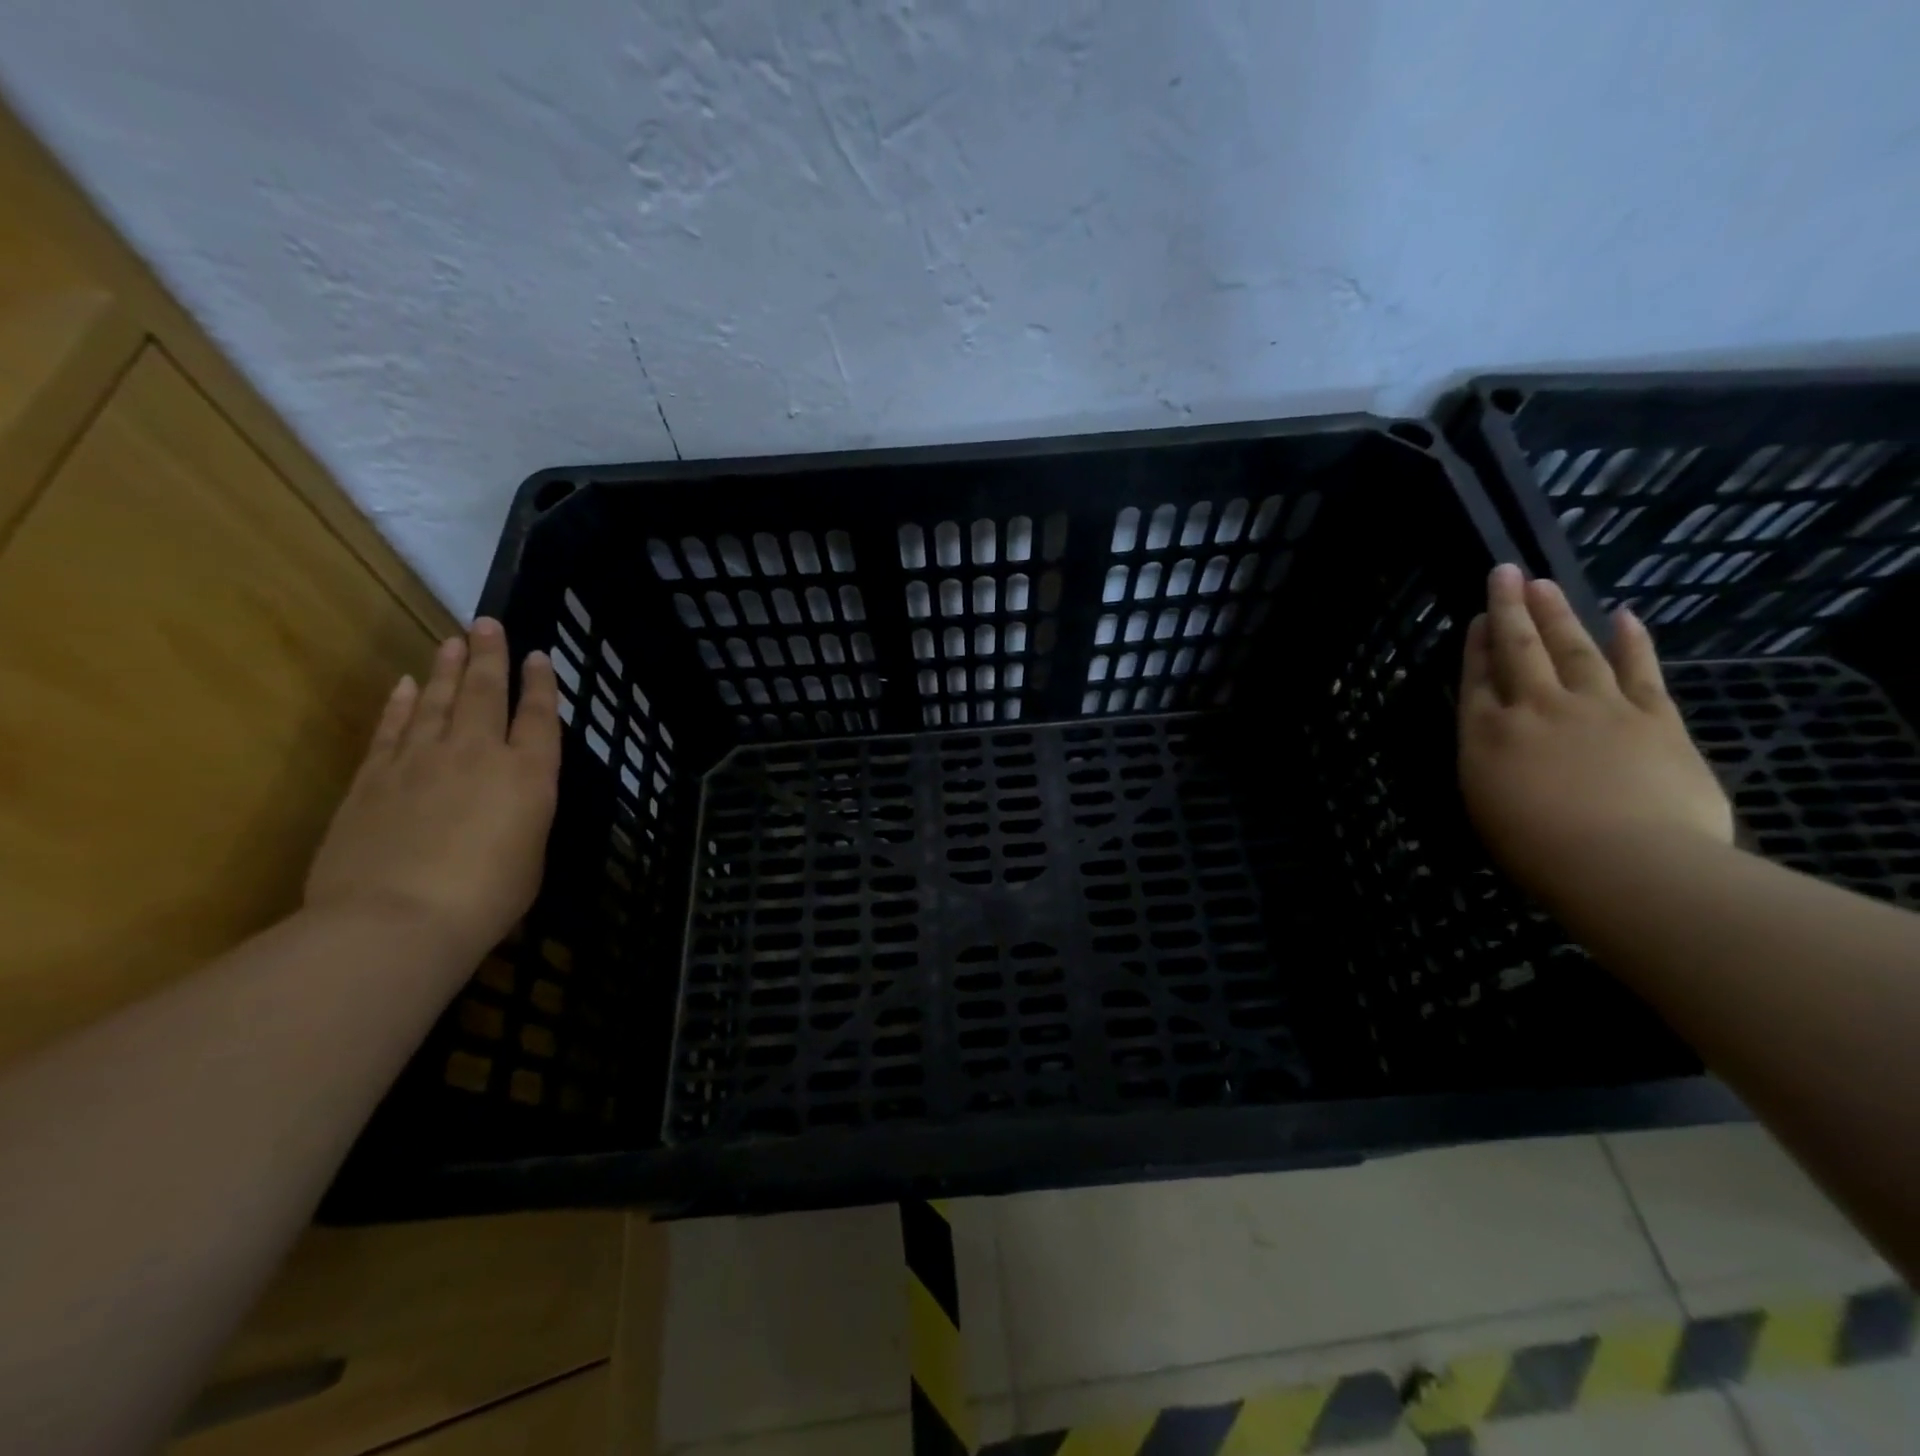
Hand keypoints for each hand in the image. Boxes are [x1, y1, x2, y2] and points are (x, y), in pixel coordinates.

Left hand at [305, 619, 561, 963]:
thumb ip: (522, 817)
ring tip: (454, 640)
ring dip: (448, 669)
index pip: (540, 718)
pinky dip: (401, 703)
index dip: (541, 685)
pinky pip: (393, 728)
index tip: (539, 656)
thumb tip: (507, 803)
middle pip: (486, 693)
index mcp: (528, 776)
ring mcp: (421, 760)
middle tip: (489, 623)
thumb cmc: (486, 898)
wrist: (395, 919)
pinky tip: (407, 684)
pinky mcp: (374, 777)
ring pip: (439, 701)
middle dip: (491, 656)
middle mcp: (479, 754)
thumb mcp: (530, 857)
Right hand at [1458, 564, 1732, 907]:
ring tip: (1546, 584)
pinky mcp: (1654, 718)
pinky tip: (1625, 616)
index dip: (1477, 645)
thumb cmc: (1537, 850)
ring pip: (1573, 648)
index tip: (1480, 616)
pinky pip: (1639, 671)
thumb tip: (1503, 743)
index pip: (1477, 678)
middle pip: (1519, 649)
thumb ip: (1491, 764)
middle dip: (1511, 609)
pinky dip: (1632, 642)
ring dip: (1558, 614)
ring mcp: (1596, 707)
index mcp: (1485, 735)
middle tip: (1506, 573)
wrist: (1624, 863)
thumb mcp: (1486, 806)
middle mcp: (1534, 709)